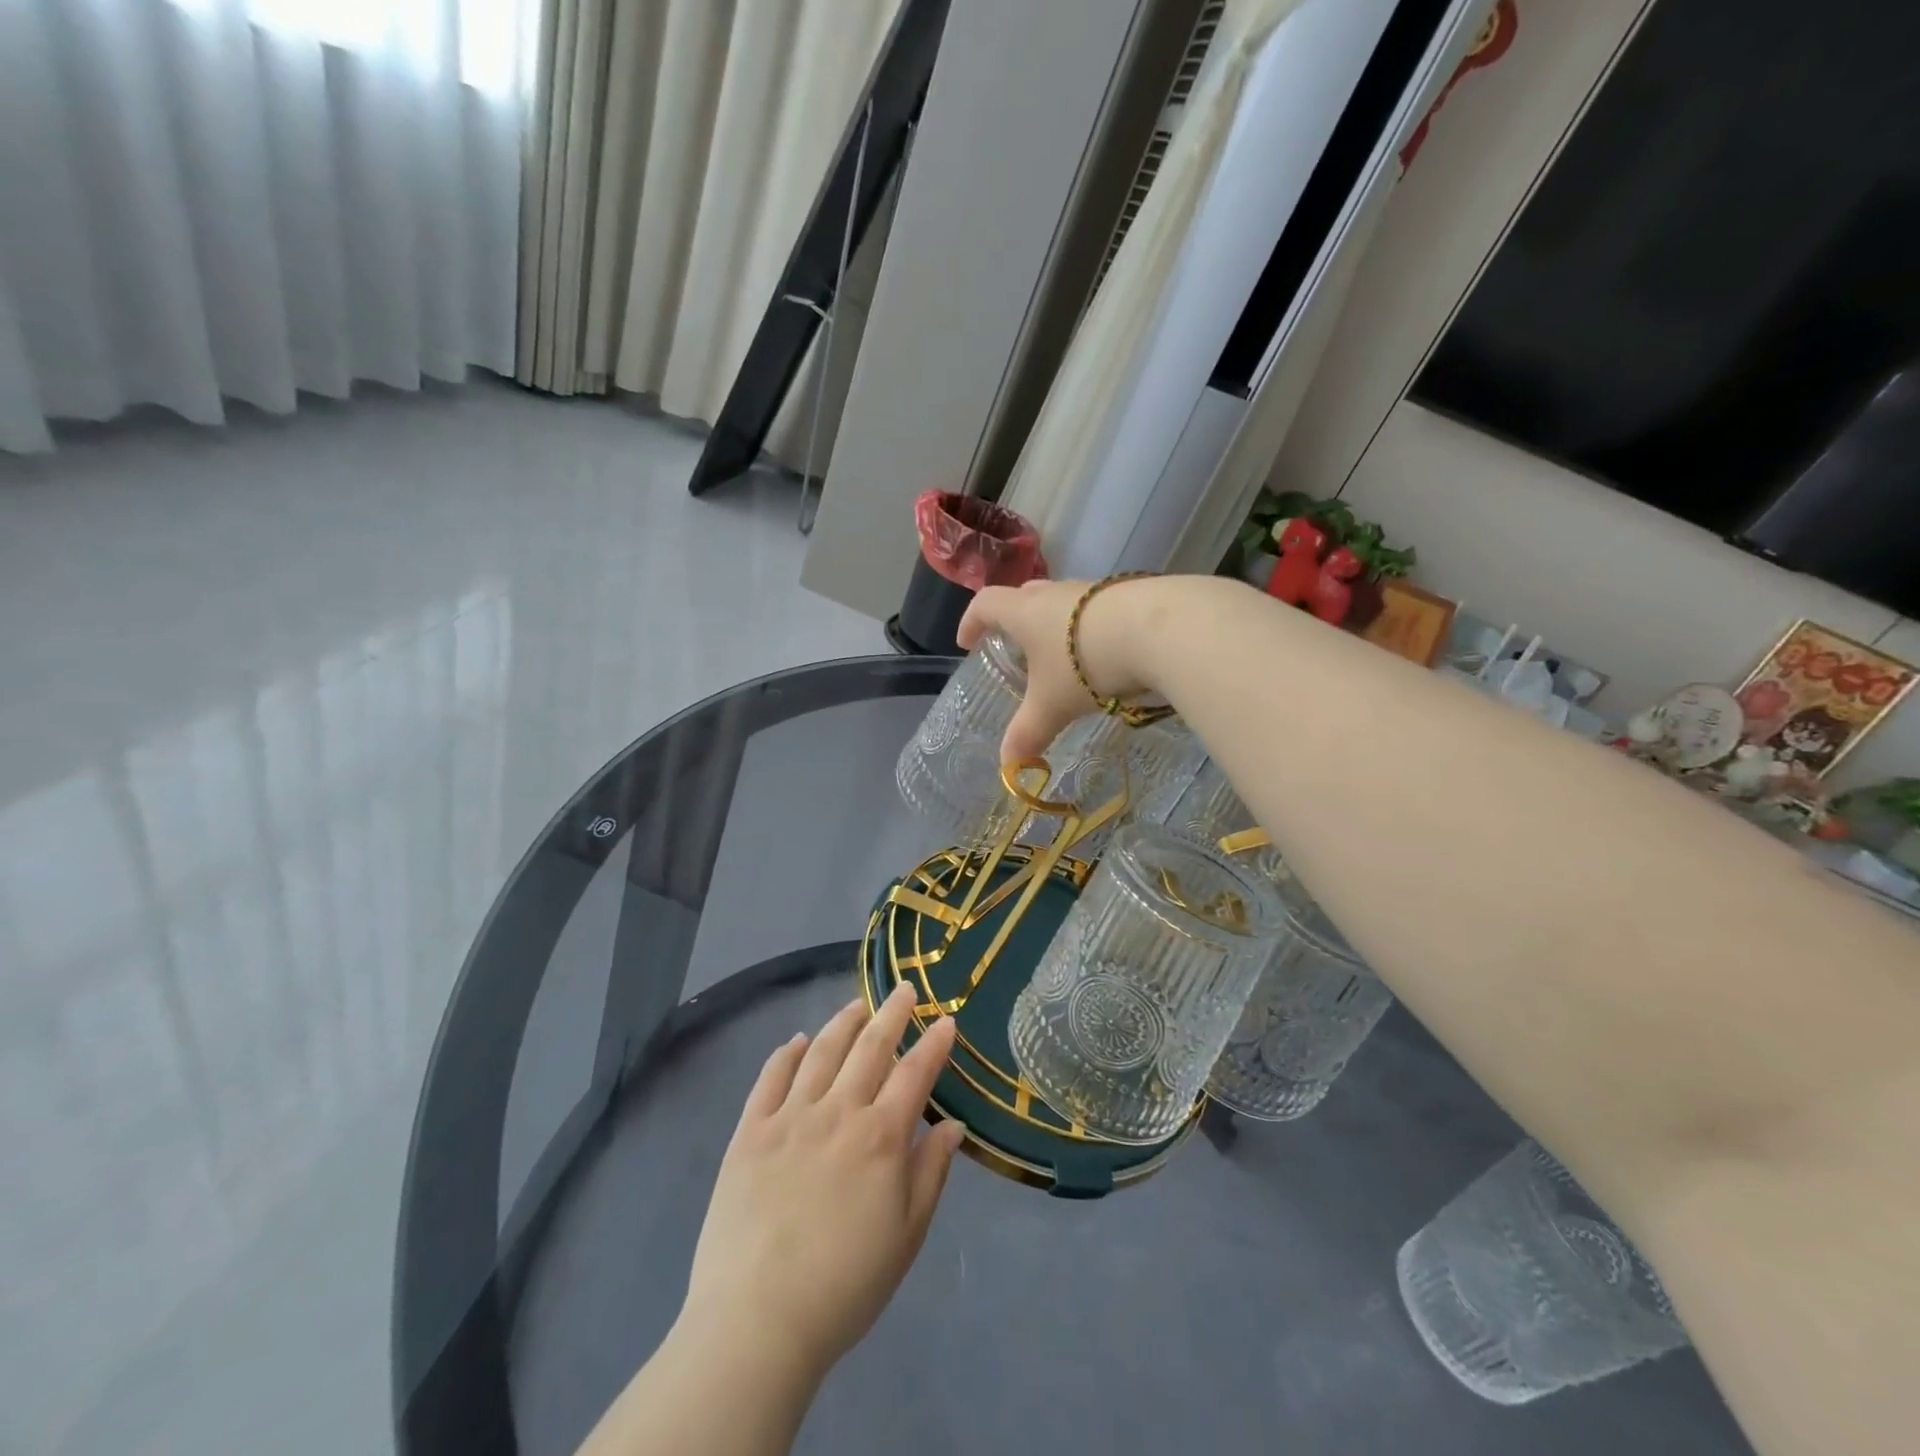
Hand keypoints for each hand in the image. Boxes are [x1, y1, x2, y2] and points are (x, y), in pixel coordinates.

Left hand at [679, 984, 964, 1388]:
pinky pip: (770, 1077)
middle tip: (905, 989)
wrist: (757, 1321)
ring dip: (843, 1022)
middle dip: (892, 1013)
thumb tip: (953, 1124)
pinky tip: (795, 1042)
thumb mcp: (906, 1236)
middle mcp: (838, 1111)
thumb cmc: (845, 1285)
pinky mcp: (750, 1131)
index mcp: (880, 1137)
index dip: (934, 1044)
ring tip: (858, 1005)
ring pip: (821, 1051)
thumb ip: (931, 1172)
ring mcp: (790, 1116)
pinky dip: (785, 1053)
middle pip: (870, 1047)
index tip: (947, 1020)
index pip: (915, 1073)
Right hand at [958, 578, 1159, 760]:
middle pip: (1025, 596)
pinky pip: (1098, 609)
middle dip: (1014, 619)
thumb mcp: (1053, 705)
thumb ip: (1028, 733)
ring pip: (1065, 602)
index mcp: (1025, 611)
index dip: (971, 621)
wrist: (1160, 629)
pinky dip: (1091, 629)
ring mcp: (1095, 590)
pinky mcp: (1129, 595)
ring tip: (1062, 656)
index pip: (985, 604)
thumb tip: (1007, 766)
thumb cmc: (1087, 663)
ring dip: (1056, 625)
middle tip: (1015, 646)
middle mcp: (1057, 593)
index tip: (966, 642)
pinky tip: (1105, 654)